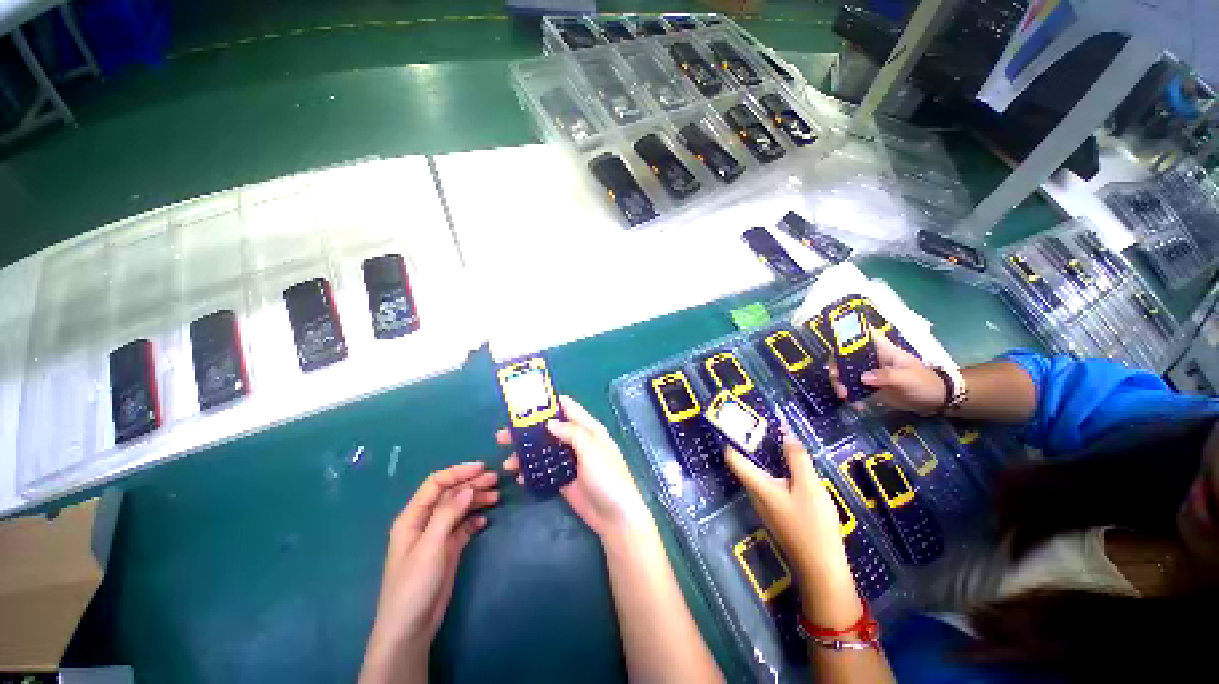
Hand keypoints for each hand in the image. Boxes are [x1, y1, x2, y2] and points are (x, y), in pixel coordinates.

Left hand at [360, 463, 499, 683]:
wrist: (411, 621)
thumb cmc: (415, 583)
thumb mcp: (430, 547)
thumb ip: (447, 516)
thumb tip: (467, 489)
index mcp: (411, 517)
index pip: (434, 485)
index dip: (457, 474)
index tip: (483, 468)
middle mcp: (422, 524)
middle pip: (446, 497)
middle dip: (468, 486)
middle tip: (497, 481)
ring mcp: (434, 541)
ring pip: (455, 514)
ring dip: (473, 503)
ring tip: (496, 497)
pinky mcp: (444, 556)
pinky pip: (459, 533)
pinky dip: (472, 524)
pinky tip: (485, 520)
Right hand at [500, 396, 652, 538]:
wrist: (615, 517)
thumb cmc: (608, 480)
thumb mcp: (592, 451)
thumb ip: (573, 433)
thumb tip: (550, 422)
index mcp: (590, 431)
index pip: (567, 408)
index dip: (546, 403)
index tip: (522, 403)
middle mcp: (578, 444)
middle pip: (548, 431)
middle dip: (525, 432)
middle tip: (502, 436)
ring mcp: (570, 464)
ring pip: (543, 452)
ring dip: (524, 455)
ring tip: (507, 464)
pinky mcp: (564, 481)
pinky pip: (544, 472)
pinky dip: (531, 472)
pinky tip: (519, 477)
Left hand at [725, 436, 860, 627]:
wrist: (820, 563)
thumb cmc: (813, 523)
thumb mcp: (809, 486)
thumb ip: (797, 460)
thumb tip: (785, 434)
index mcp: (762, 491)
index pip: (737, 463)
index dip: (732, 442)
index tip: (733, 422)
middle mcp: (759, 501)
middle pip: (749, 471)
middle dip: (751, 449)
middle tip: (760, 424)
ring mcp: (770, 512)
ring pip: (763, 482)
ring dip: (768, 462)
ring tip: (777, 441)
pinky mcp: (781, 519)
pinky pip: (774, 491)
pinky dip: (780, 476)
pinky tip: (795, 471)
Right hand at [828, 329, 944, 414]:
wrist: (934, 400)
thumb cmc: (923, 382)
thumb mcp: (906, 378)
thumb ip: (885, 376)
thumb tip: (862, 378)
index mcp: (882, 348)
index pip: (860, 334)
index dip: (844, 336)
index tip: (834, 350)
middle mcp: (874, 358)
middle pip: (847, 356)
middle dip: (838, 369)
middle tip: (840, 388)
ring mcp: (873, 374)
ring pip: (849, 374)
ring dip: (842, 384)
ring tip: (845, 398)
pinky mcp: (874, 390)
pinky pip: (857, 390)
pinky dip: (853, 397)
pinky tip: (857, 407)